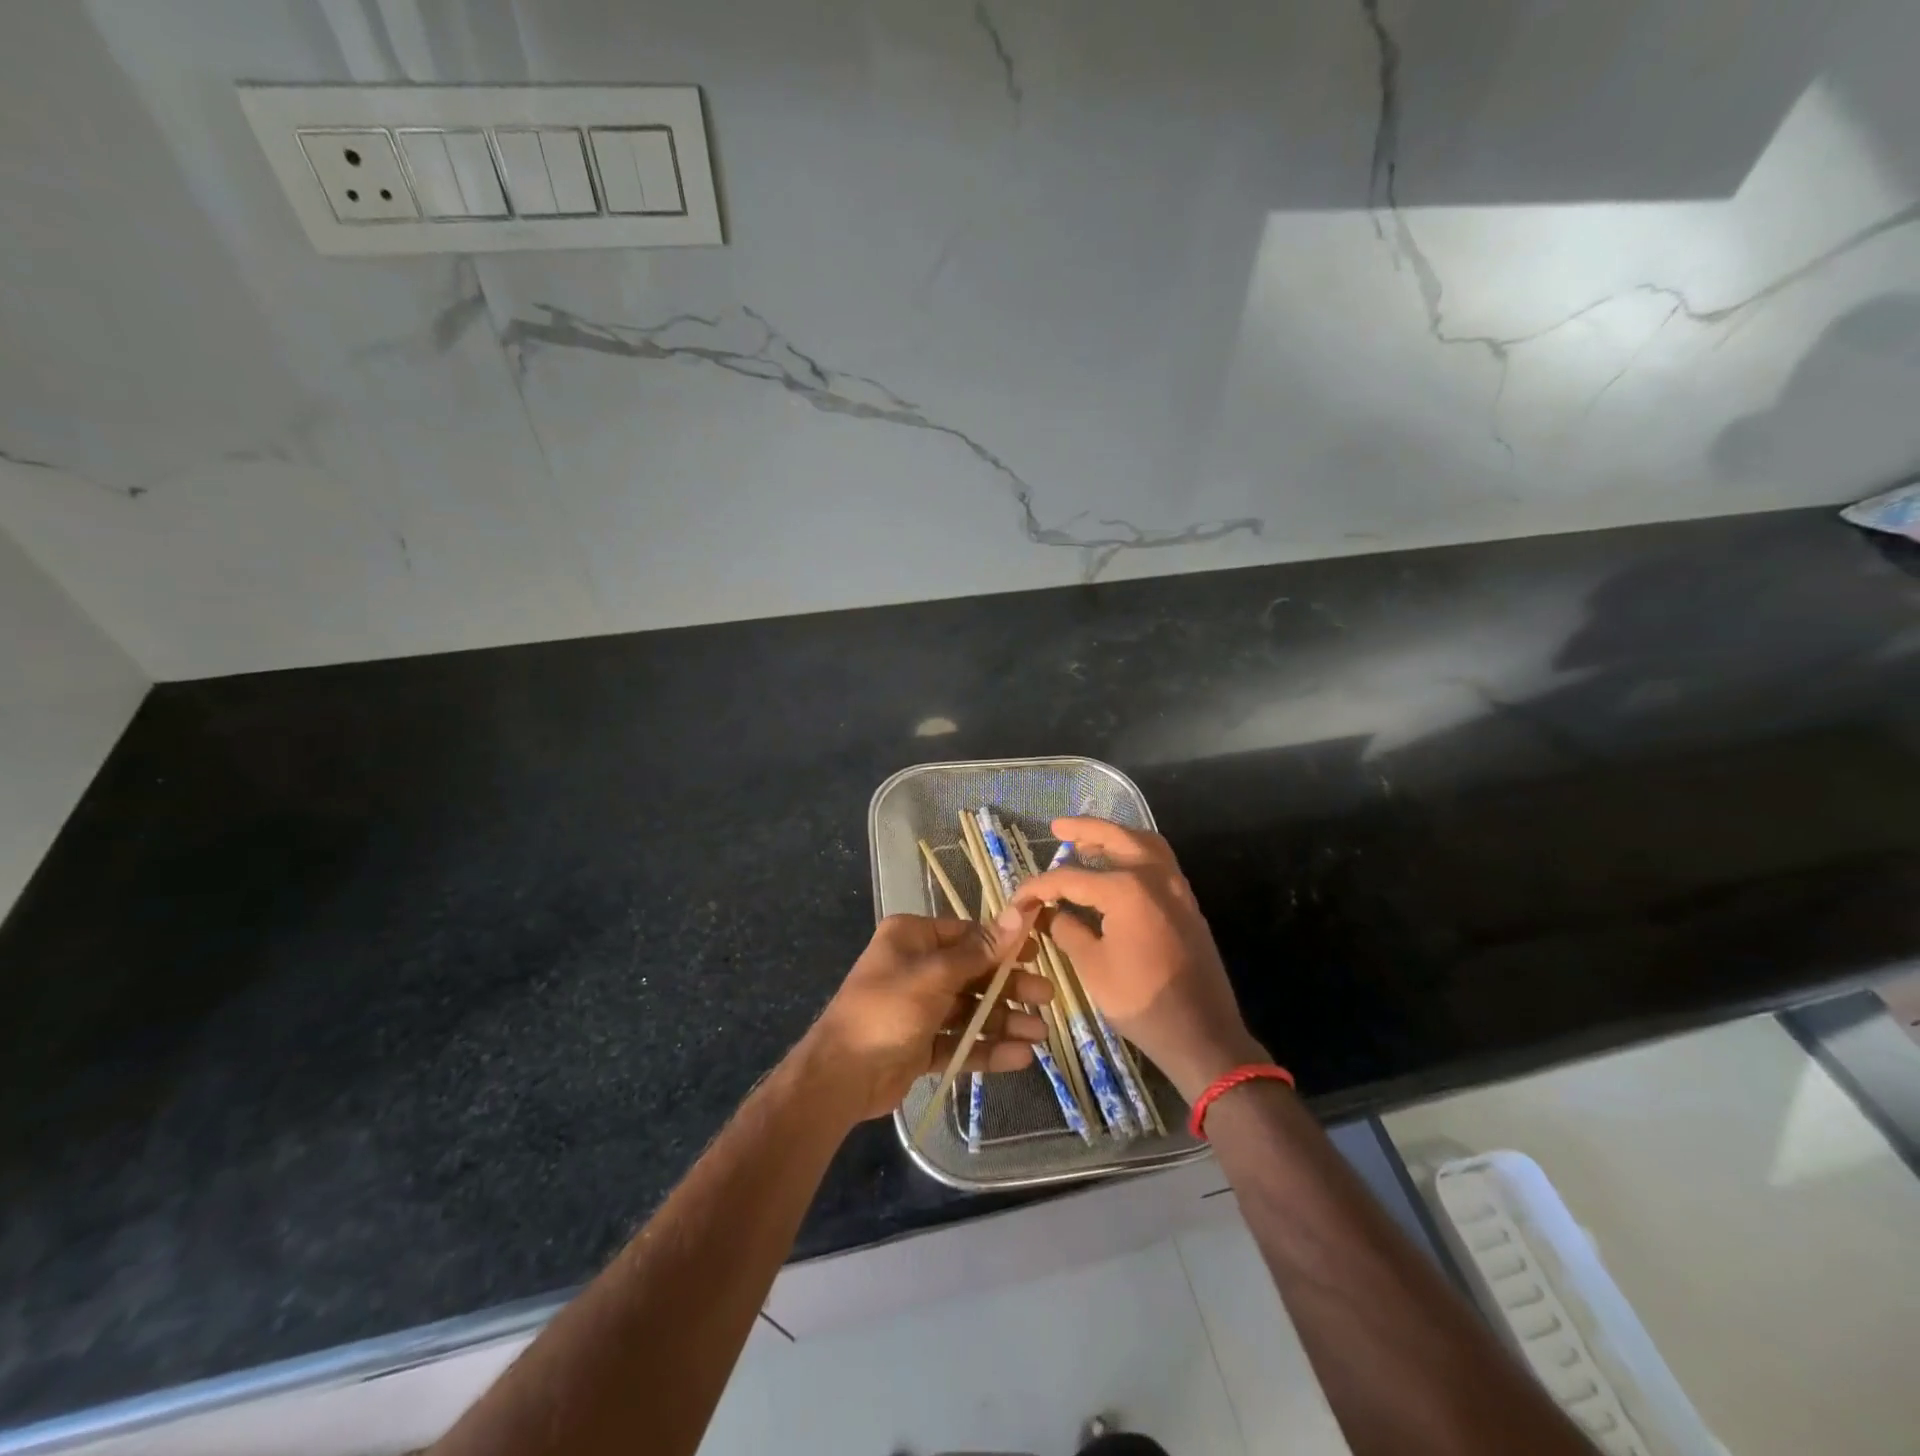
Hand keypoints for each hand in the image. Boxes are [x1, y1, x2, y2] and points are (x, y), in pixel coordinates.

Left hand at [799, 908, 1055, 1123]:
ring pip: (970, 1009)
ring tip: (1039, 1036)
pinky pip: (959, 1040)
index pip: (968, 934)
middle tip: (1045, 999)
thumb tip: (1021, 910)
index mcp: (913, 938)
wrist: (840, 1076)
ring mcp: (919, 1007)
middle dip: (1009, 987)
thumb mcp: (936, 975)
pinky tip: (1018, 1058)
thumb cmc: (887, 1010)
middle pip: (974, 973)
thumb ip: (981, 950)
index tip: (1038, 954)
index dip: (1003, 944)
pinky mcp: (921, 1043)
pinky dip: (986, 1048)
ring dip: (1003, 1021)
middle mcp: (917, 967)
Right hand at [1013, 817, 1263, 1100]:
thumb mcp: (1092, 966)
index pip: (1070, 877)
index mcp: (1126, 889)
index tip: (1018, 898)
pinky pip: (1159, 862)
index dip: (1039, 887)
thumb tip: (1048, 913)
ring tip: (1087, 842)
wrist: (1202, 1034)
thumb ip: (1067, 930)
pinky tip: (1116, 868)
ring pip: (1144, 843)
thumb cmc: (1142, 1002)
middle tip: (1058, 827)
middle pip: (1115, 838)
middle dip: (1084, 829)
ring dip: (1115, 837)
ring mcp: (1177, 887)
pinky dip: (1135, 853)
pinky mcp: (1187, 903)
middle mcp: (1155, 876)